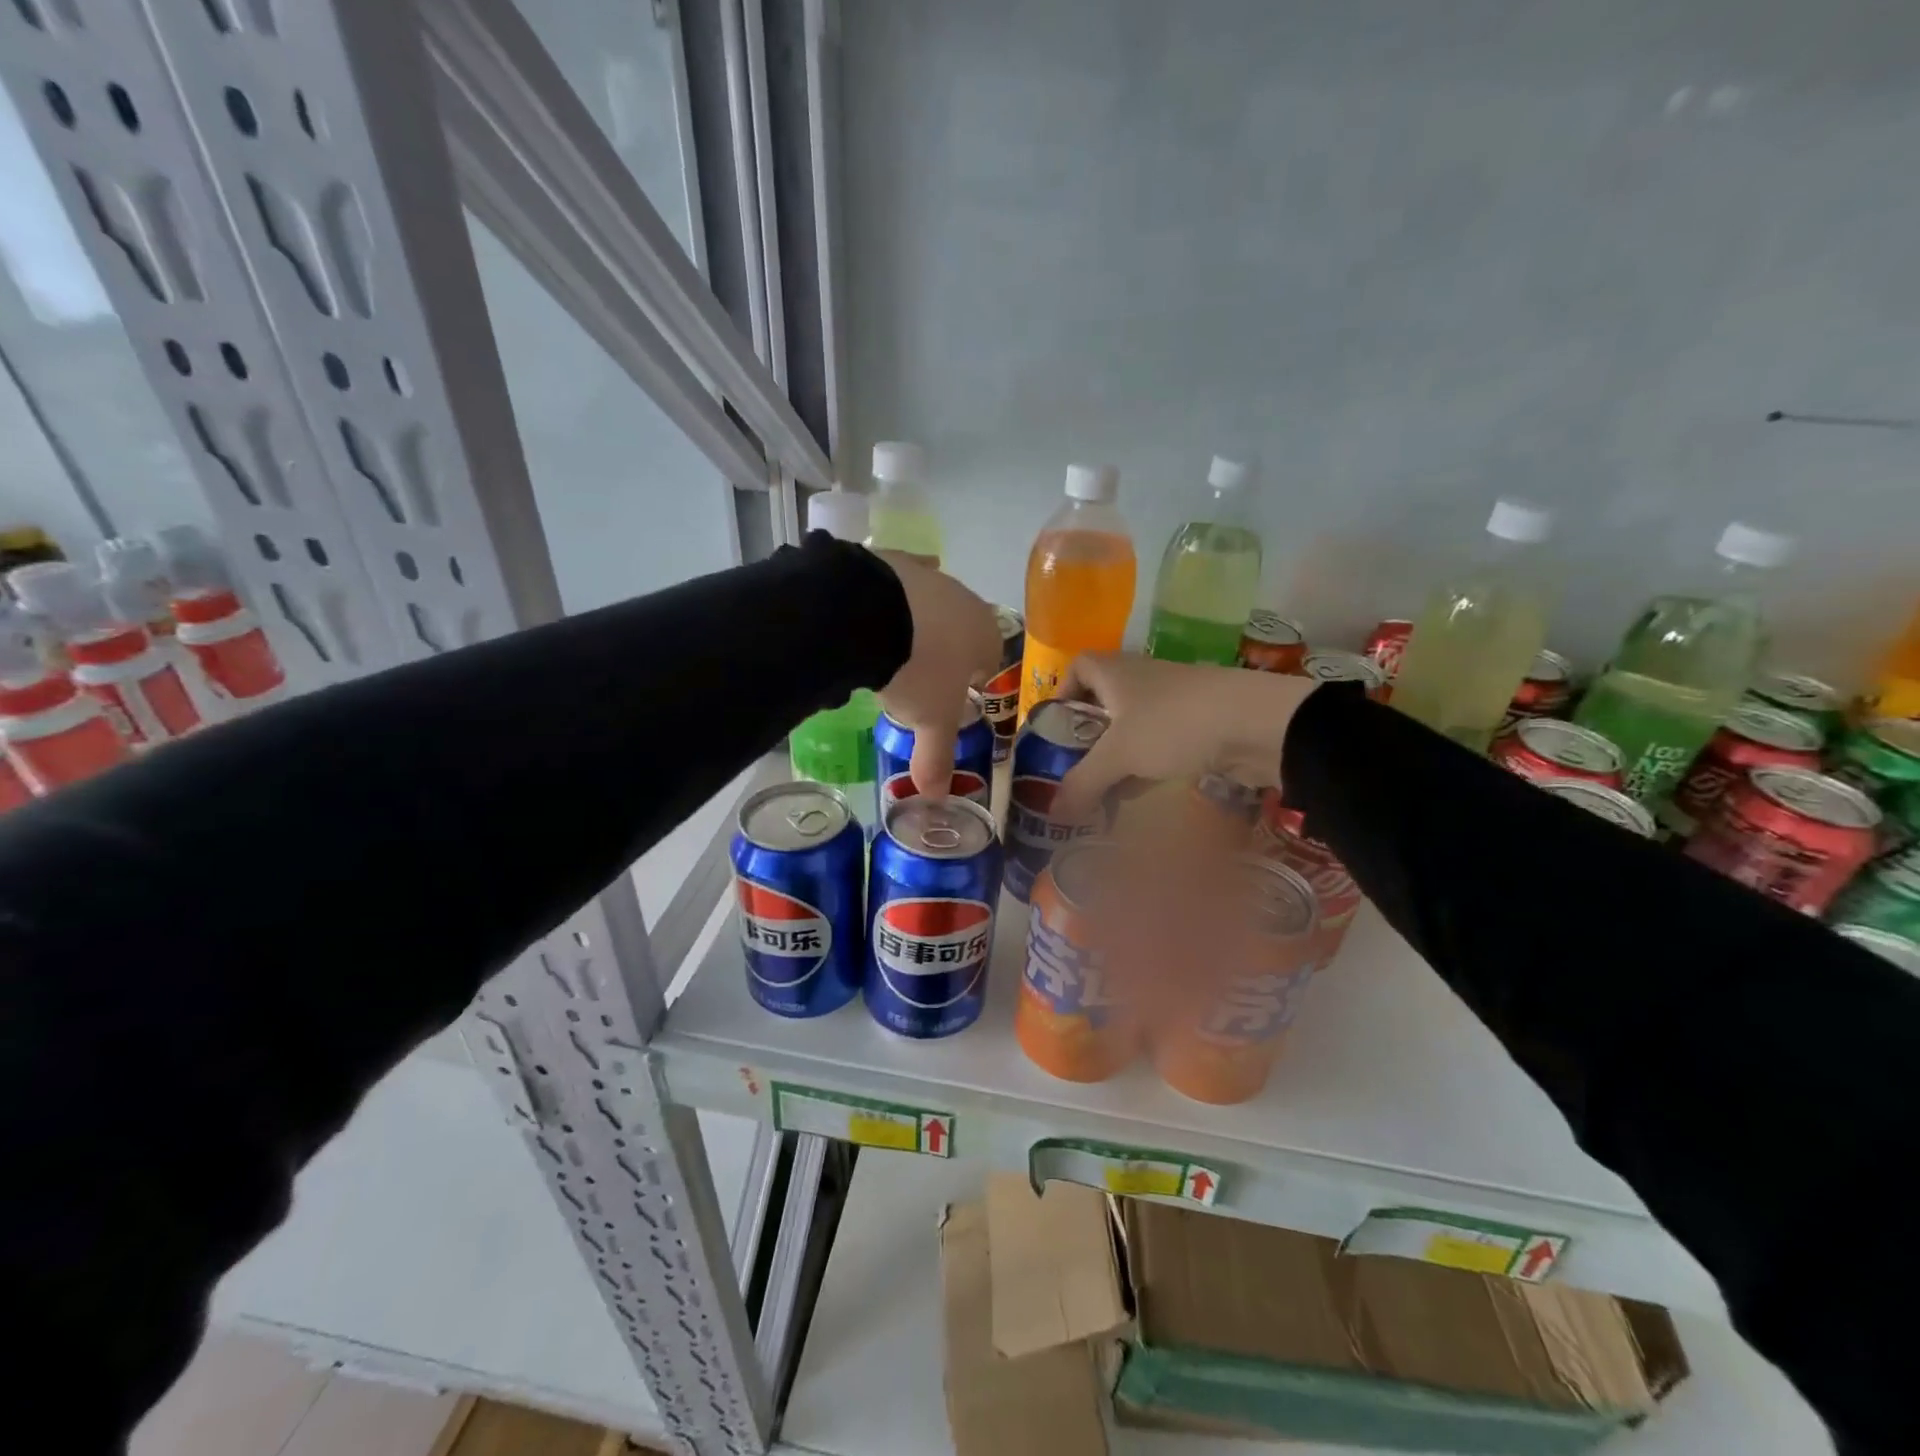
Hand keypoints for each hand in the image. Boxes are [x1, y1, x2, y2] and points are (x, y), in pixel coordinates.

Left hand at [873, 551, 1001, 795]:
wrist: (871, 611)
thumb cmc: (918, 669)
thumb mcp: (930, 720)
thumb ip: (937, 757)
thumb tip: (936, 798)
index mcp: (985, 634)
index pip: (990, 658)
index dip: (972, 682)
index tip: (949, 699)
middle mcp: (964, 599)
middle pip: (959, 631)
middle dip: (942, 654)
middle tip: (914, 681)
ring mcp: (927, 576)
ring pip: (927, 607)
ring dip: (913, 628)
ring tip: (883, 654)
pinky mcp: (890, 559)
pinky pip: (893, 585)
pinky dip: (884, 602)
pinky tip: (866, 618)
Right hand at [1052, 653, 1314, 817]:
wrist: (1256, 723)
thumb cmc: (1172, 724)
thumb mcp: (1118, 756)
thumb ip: (1083, 783)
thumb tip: (1052, 812)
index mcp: (1116, 672)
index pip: (1079, 666)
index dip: (1063, 691)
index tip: (1055, 726)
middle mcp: (1142, 679)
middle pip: (1105, 701)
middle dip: (1088, 735)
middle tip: (1072, 769)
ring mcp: (1173, 702)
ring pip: (1134, 727)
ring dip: (1118, 756)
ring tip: (1101, 792)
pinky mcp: (1199, 725)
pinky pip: (1161, 745)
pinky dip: (1146, 767)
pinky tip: (1138, 795)